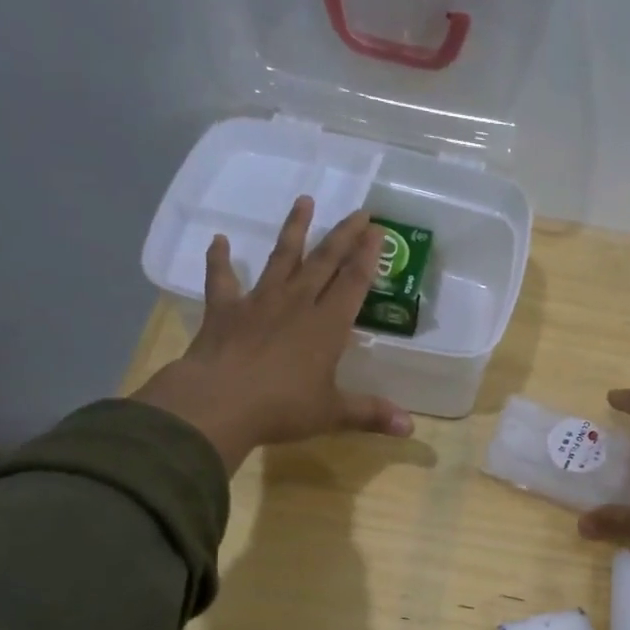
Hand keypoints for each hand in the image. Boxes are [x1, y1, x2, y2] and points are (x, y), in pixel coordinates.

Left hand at [132, 196, 414, 471]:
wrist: (219, 402)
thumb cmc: (282, 408)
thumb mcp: (332, 414)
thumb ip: (370, 414)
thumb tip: (410, 428)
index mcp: (327, 325)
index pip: (353, 282)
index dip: (367, 256)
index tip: (377, 230)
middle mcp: (297, 303)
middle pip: (325, 261)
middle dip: (344, 235)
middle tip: (359, 211)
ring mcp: (259, 302)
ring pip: (282, 258)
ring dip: (294, 230)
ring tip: (304, 200)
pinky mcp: (225, 310)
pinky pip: (222, 278)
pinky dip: (220, 259)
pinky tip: (219, 240)